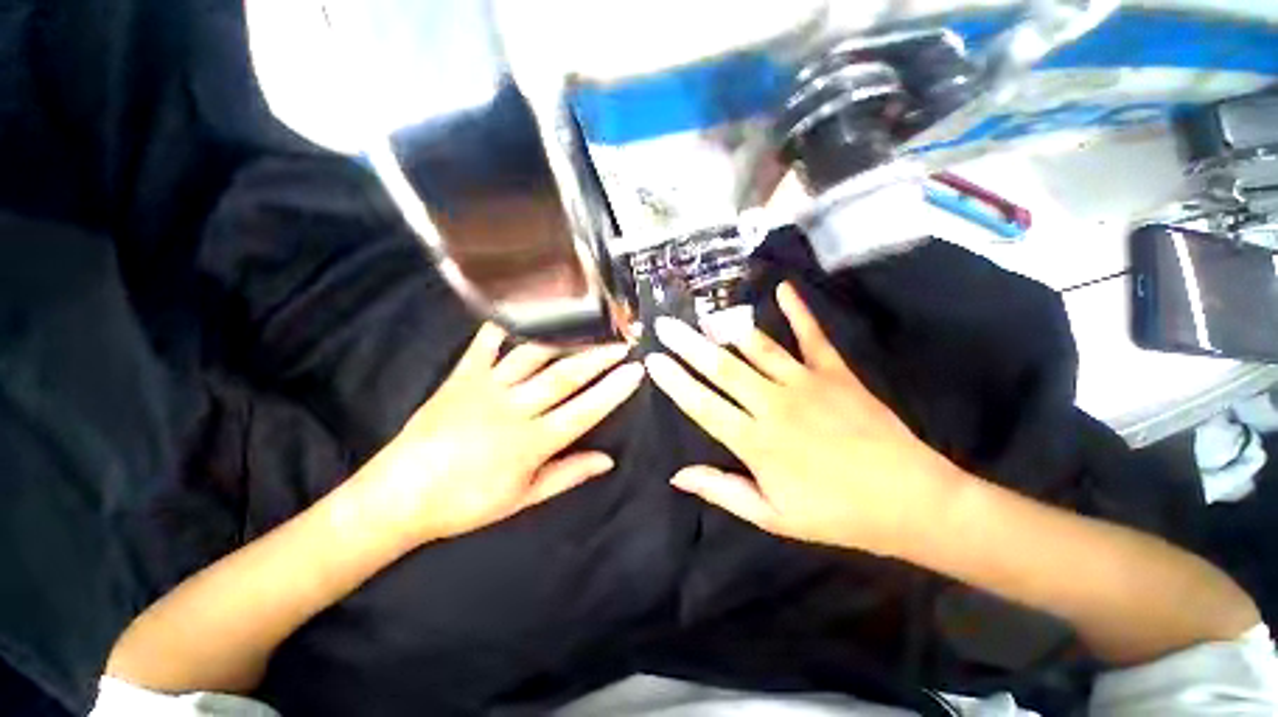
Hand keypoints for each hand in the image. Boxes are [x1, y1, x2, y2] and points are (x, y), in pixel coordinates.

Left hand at [357, 323, 644, 544]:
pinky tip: (526, 310)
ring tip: (589, 325)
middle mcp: (513, 409)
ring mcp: (486, 388)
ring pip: (534, 356)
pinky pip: (486, 344)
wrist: (398, 495)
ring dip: (566, 339)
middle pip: (565, 376)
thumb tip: (607, 461)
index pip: (584, 411)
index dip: (613, 390)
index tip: (636, 371)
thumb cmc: (465, 502)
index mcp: (530, 443)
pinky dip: (506, 324)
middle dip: (599, 357)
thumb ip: (567, 475)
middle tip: (623, 341)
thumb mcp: (523, 498)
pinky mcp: (462, 375)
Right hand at [644, 282, 963, 556]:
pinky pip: (812, 335)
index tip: (653, 360)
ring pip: (757, 348)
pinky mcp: (836, 372)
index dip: (675, 381)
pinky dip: (798, 311)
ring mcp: (806, 383)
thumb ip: (722, 490)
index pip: (703, 405)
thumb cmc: (836, 514)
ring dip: (727, 328)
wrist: (910, 501)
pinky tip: (782, 289)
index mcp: (756, 442)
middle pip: (722, 368)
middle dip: (689, 344)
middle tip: (665, 324)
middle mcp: (774, 405)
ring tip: (704, 311)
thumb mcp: (772, 516)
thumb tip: (677, 476)